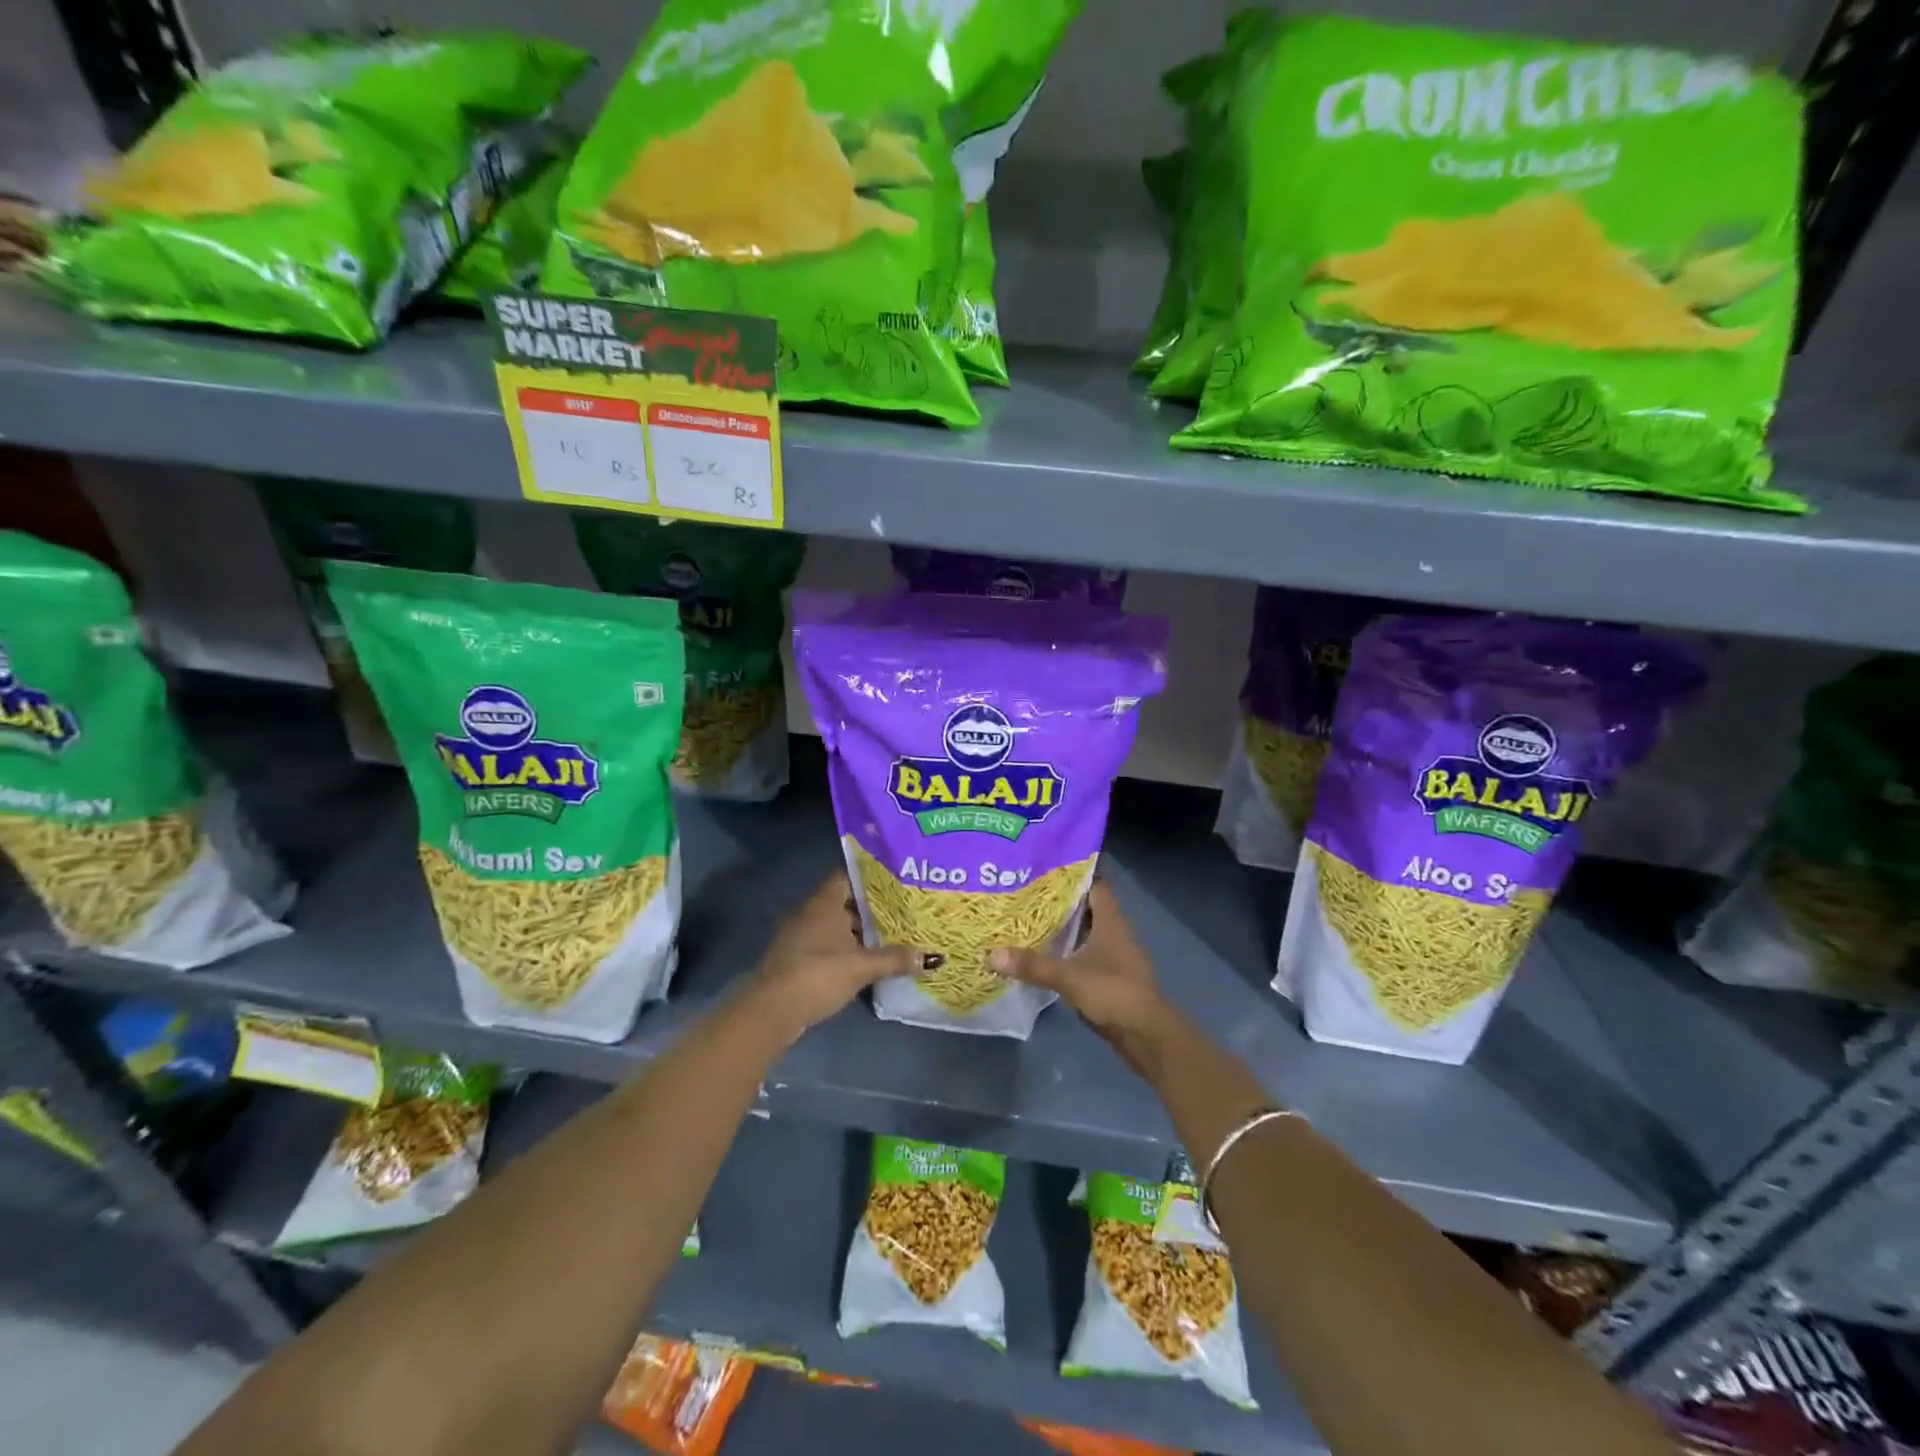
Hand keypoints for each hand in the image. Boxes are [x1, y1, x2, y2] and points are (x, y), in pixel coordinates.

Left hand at [748, 874, 918, 1039]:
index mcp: (823, 903)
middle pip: (843, 902)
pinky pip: (826, 945)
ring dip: (857, 932)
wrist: (771, 1011)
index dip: (870, 877)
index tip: (895, 882)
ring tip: (889, 936)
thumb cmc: (818, 974)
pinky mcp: (796, 960)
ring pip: (835, 926)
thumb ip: (896, 959)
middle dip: (870, 907)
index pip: (847, 876)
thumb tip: (932, 957)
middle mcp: (809, 913)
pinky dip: (844, 950)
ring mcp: (799, 937)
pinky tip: (864, 961)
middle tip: (900, 910)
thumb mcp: (862, 966)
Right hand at [989, 881, 1174, 1074]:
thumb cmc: (1114, 993)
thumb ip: (1033, 965)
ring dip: (1061, 928)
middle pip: (1085, 908)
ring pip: (1083, 933)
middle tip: (1024, 893)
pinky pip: (1082, 956)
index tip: (1044, 868)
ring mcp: (1112, 956)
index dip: (1073, 874)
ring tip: (1025, 920)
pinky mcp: (1107, 978)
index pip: (1095, 885)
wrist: (1147, 1036)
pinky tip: (1041, 955)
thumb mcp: (1070, 977)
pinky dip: (1065, 953)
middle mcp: (1113, 933)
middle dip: (1058, 901)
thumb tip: (992, 954)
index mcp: (1111, 921)